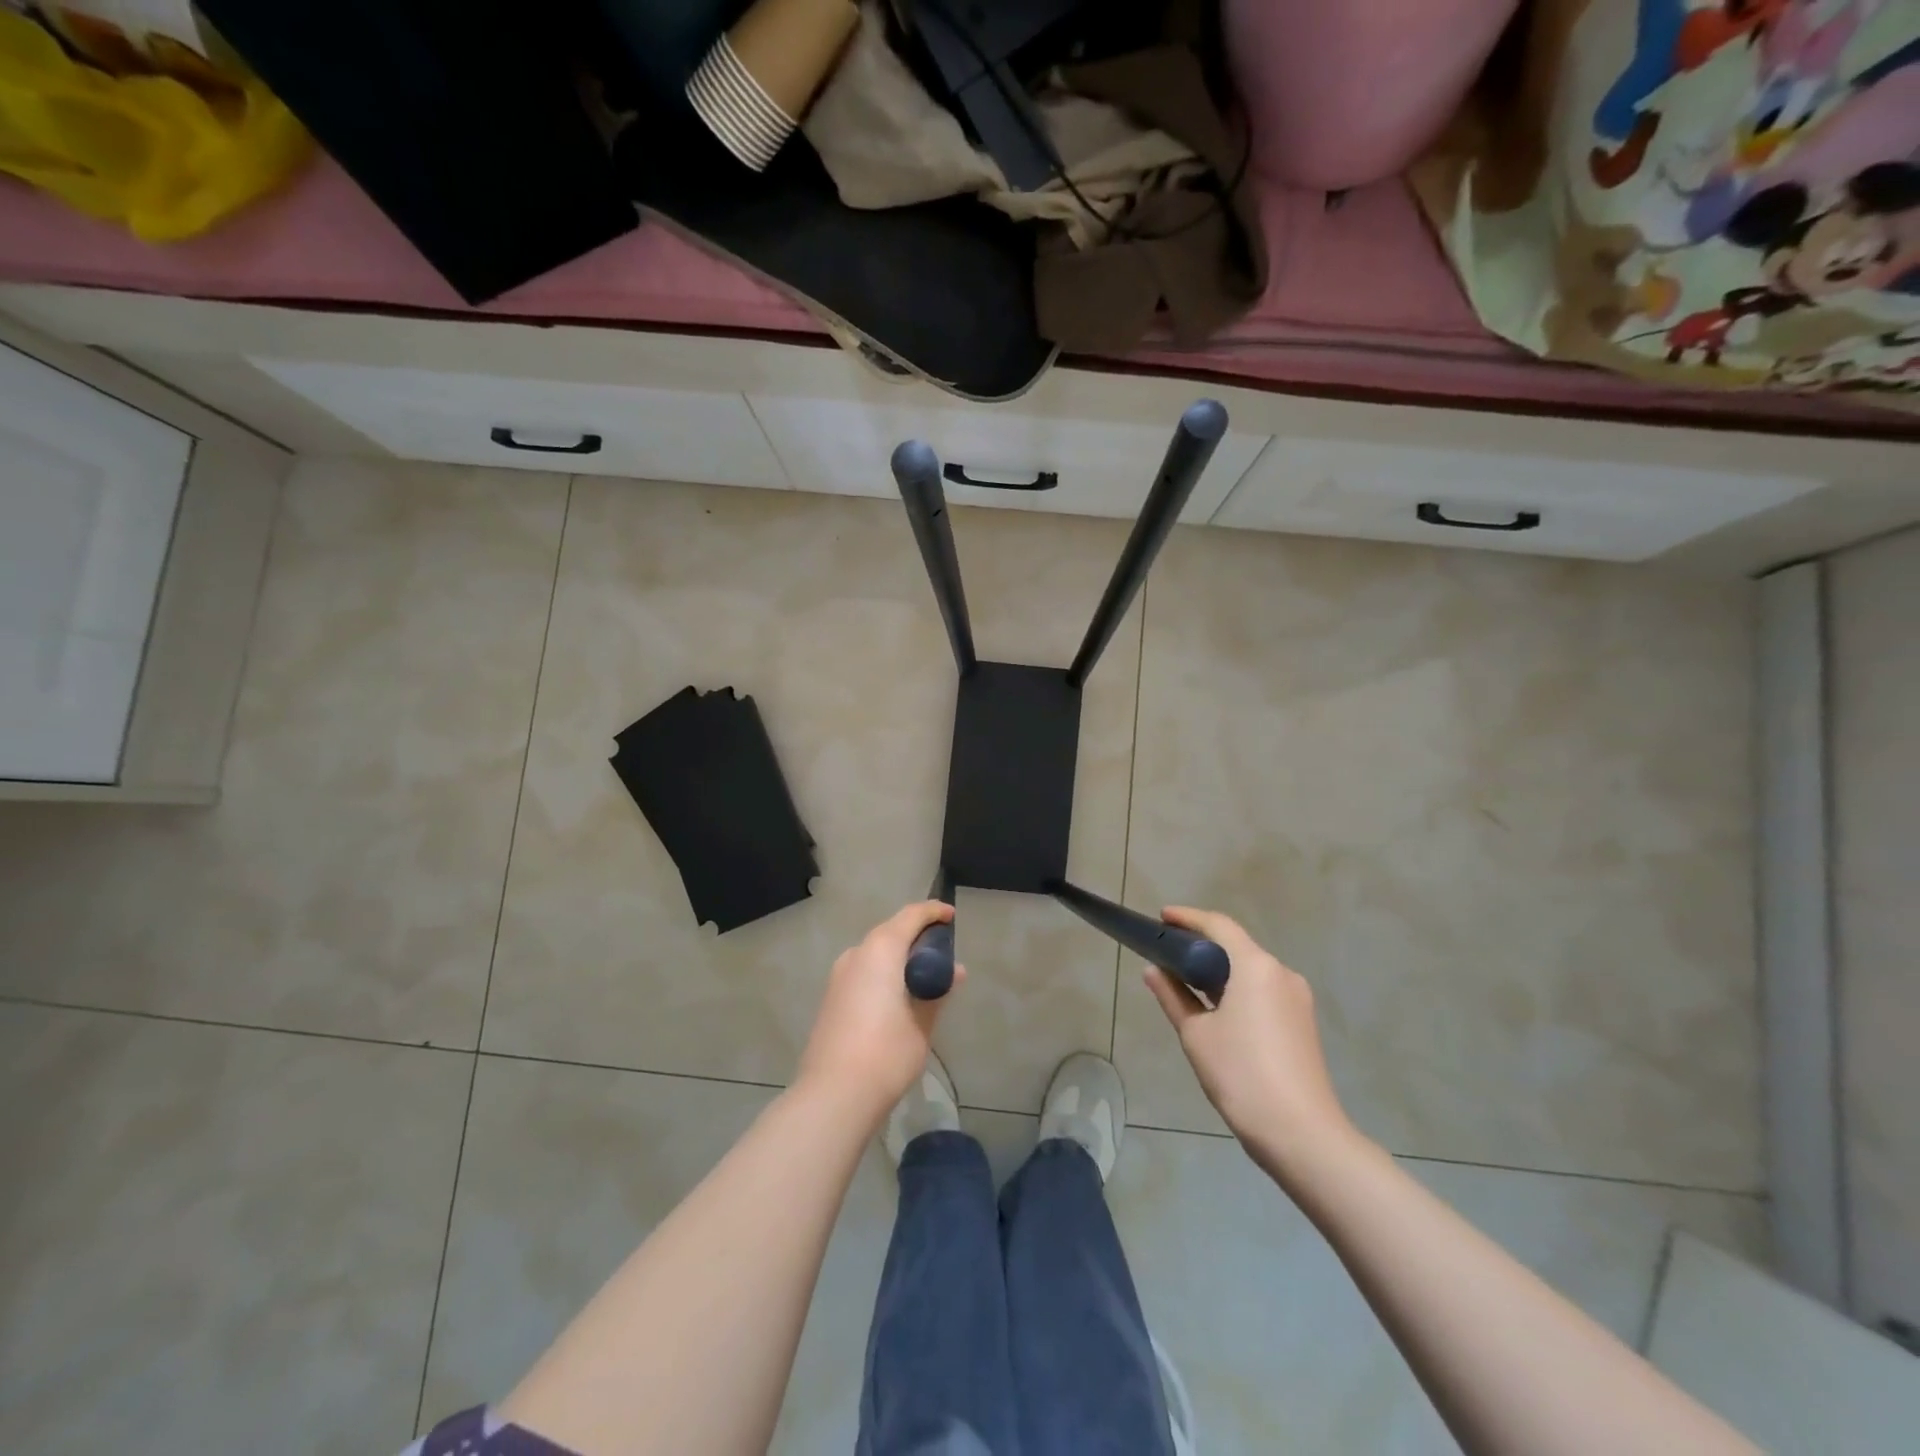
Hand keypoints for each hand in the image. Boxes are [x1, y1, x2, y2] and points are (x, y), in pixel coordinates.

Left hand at [797, 901, 963, 1124]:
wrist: (833, 1095)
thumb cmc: (886, 1054)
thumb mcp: (922, 1023)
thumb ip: (937, 991)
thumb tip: (955, 971)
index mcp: (881, 950)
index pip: (911, 916)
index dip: (933, 912)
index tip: (952, 916)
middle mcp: (856, 954)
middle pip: (890, 931)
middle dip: (916, 935)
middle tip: (942, 951)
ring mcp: (839, 976)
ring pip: (874, 952)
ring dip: (898, 955)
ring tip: (923, 975)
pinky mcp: (831, 997)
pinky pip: (863, 970)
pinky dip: (883, 971)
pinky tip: (898, 995)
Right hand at [1144, 907, 1355, 1170]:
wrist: (1302, 1134)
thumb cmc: (1241, 1075)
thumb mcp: (1196, 1034)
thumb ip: (1172, 996)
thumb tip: (1153, 970)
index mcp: (1256, 967)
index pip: (1219, 926)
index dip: (1189, 918)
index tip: (1162, 917)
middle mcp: (1281, 974)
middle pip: (1237, 946)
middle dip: (1202, 946)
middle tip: (1168, 953)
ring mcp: (1297, 999)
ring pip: (1251, 971)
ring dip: (1220, 971)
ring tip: (1187, 982)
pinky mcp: (1303, 1023)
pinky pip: (1264, 992)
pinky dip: (1237, 990)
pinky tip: (1217, 1009)